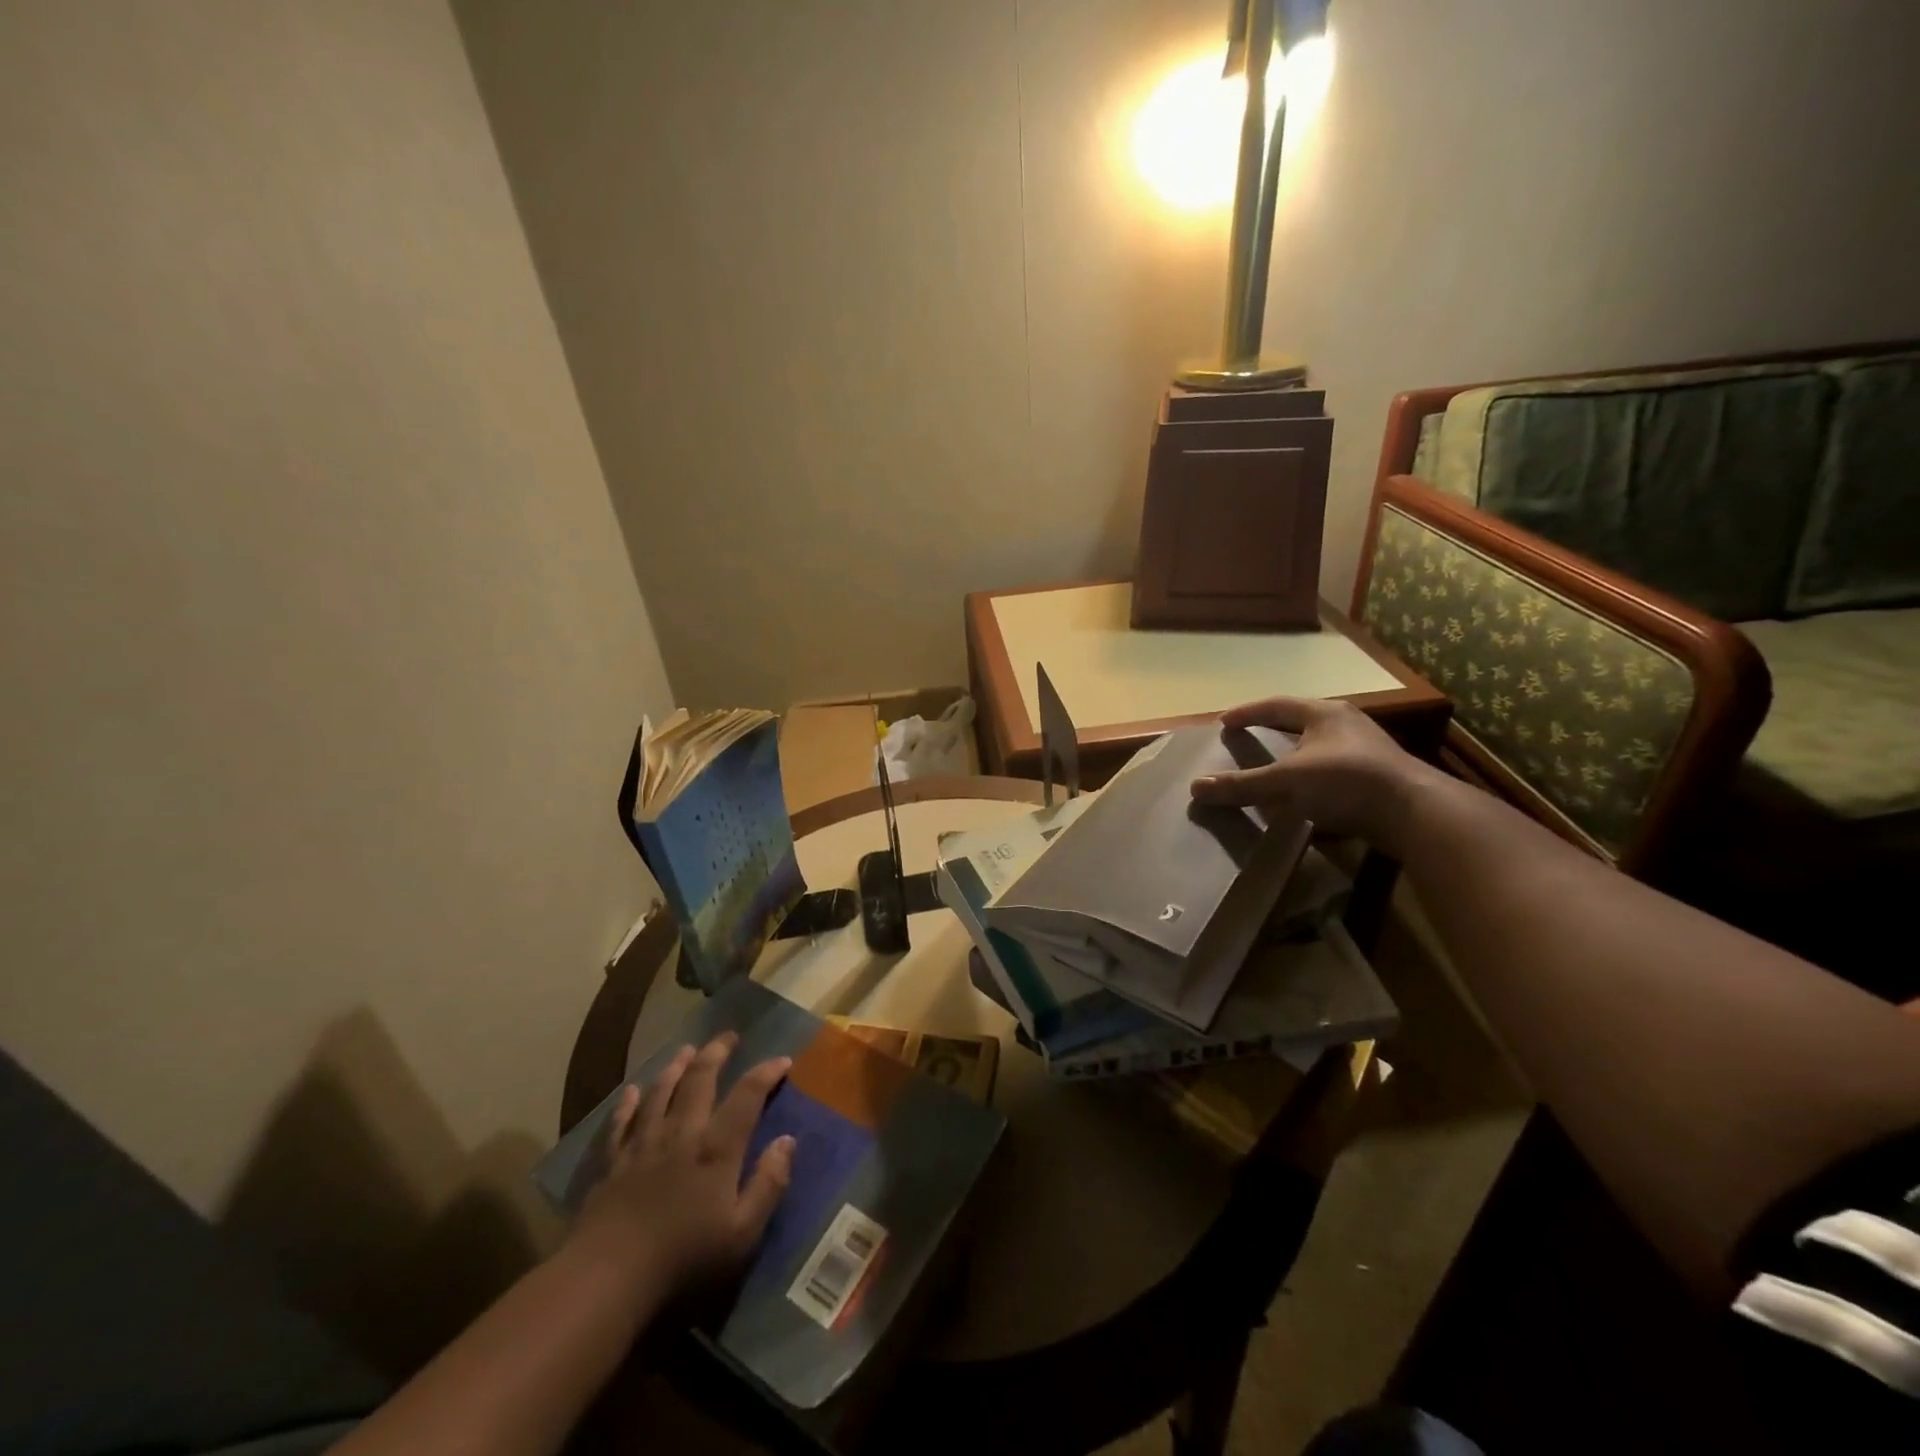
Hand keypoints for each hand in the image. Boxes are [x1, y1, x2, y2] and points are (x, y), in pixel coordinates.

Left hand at [568, 1033, 795, 1298]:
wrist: (608, 1277)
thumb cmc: (684, 1258)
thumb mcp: (742, 1233)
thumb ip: (769, 1184)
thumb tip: (788, 1140)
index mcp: (717, 1147)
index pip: (748, 1094)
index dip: (766, 1072)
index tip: (782, 1060)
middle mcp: (682, 1131)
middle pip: (700, 1079)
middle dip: (717, 1053)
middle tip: (729, 1036)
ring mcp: (644, 1143)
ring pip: (661, 1091)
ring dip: (676, 1067)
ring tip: (687, 1050)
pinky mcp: (614, 1161)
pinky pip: (622, 1122)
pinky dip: (628, 1103)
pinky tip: (632, 1091)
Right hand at [1189, 696, 1439, 846]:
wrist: (1416, 814)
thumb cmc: (1347, 782)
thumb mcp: (1287, 782)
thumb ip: (1242, 785)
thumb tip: (1195, 788)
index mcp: (1324, 714)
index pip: (1276, 705)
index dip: (1248, 712)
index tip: (1224, 722)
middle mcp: (1346, 725)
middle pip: (1300, 723)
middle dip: (1272, 733)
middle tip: (1247, 741)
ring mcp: (1366, 751)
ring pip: (1317, 749)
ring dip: (1293, 759)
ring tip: (1272, 772)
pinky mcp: (1376, 778)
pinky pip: (1332, 773)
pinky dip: (1309, 782)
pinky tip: (1301, 799)